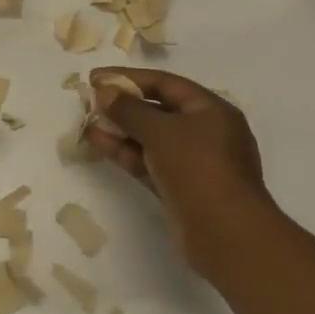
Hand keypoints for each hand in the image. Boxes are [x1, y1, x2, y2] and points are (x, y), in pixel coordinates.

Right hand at [84, 68, 275, 277]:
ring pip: (152, 138)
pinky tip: (98, 144)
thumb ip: (129, 109)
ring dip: (121, 129)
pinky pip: (150, 162)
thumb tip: (104, 91)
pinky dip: (126, 153)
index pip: (166, 83)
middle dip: (124, 105)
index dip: (130, 78)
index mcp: (211, 110)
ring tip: (88, 122)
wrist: (227, 236)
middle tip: (90, 101)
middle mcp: (206, 132)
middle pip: (159, 110)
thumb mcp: (161, 132)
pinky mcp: (181, 188)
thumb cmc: (199, 169)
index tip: (96, 77)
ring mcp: (194, 162)